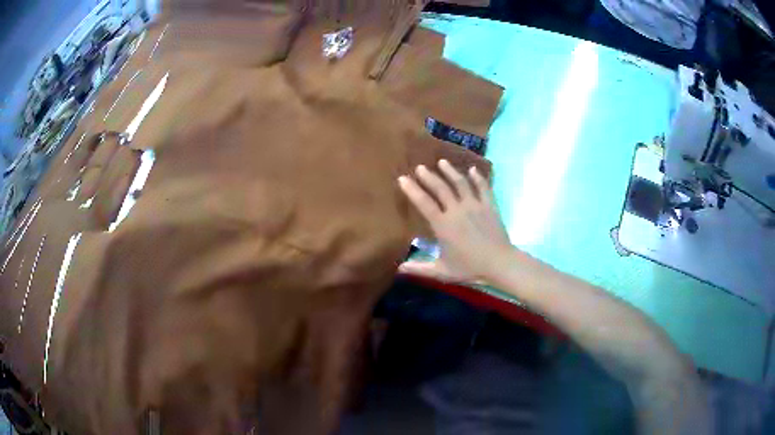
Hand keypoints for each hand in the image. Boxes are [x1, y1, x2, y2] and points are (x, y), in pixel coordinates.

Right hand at [398, 160, 512, 284]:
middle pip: (441, 188)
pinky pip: (483, 187)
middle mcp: (457, 210)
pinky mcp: (489, 206)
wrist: (500, 263)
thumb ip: (420, 268)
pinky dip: (478, 177)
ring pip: (460, 183)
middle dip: (429, 176)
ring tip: (442, 162)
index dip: (412, 190)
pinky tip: (473, 169)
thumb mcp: (442, 271)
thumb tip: (399, 268)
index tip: (402, 178)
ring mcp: (475, 205)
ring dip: (450, 171)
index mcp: (443, 225)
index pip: (424, 203)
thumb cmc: (469, 268)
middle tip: (420, 167)